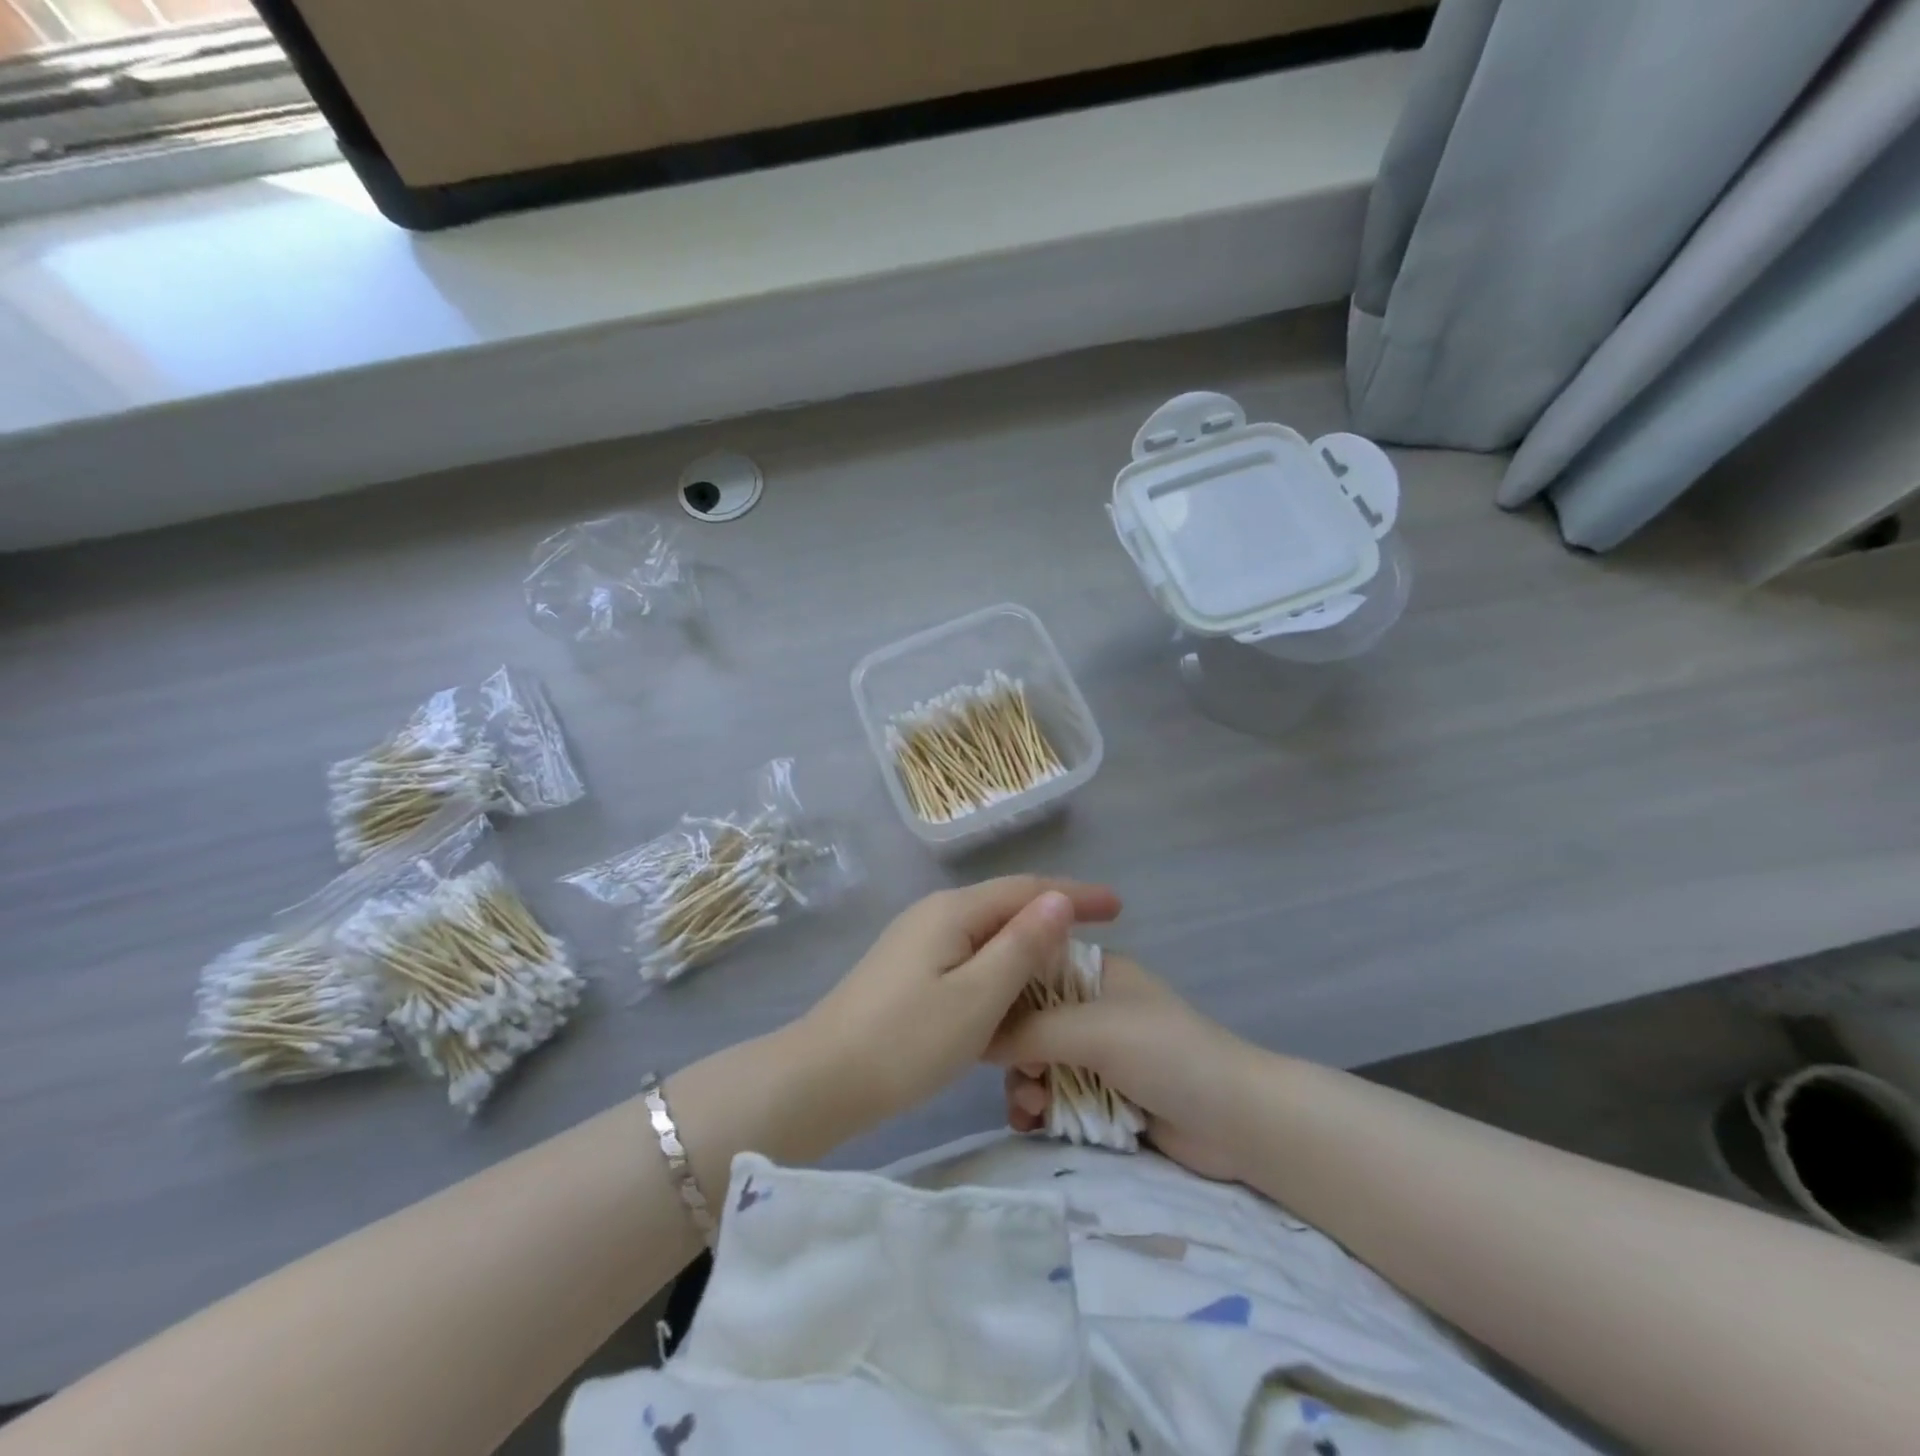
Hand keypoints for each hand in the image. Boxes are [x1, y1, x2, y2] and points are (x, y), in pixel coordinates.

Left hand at [793, 876, 1121, 1135]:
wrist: (821, 1078)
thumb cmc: (905, 1041)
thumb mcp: (976, 997)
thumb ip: (1021, 946)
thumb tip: (1058, 899)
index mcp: (953, 911)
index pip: (1027, 889)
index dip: (1075, 895)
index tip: (1119, 908)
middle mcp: (934, 913)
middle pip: (1007, 903)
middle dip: (1056, 912)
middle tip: (1103, 930)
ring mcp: (917, 940)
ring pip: (988, 930)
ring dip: (1029, 939)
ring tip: (1069, 958)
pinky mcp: (908, 969)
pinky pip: (969, 953)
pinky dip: (1002, 962)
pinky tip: (1015, 985)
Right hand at [991, 953, 1255, 1181]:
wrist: (1236, 1121)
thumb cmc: (1165, 1054)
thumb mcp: (1093, 1030)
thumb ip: (1030, 1030)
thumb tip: (973, 1035)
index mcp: (1093, 972)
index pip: (1031, 969)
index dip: (1003, 993)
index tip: (981, 1022)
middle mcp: (1090, 1006)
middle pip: (1028, 1022)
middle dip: (1015, 1051)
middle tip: (1022, 1078)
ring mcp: (1097, 1053)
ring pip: (1037, 1062)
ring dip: (1024, 1084)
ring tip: (1030, 1109)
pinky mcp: (1103, 1095)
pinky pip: (1054, 1095)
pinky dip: (1040, 1108)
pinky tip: (1032, 1123)